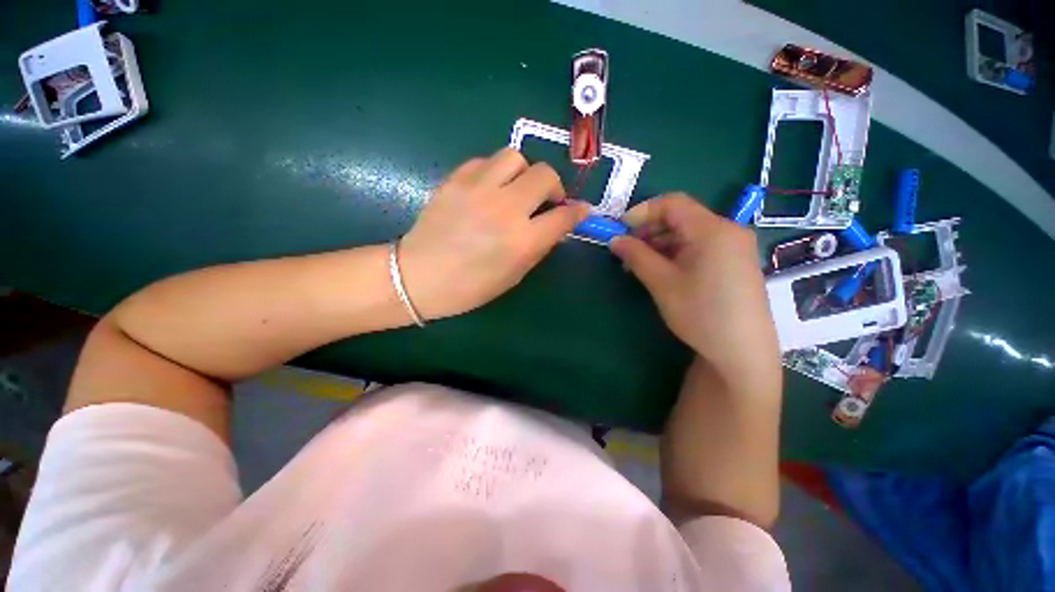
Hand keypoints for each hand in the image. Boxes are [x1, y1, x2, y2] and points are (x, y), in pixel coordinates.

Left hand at [399, 148, 588, 319]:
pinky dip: (495, 172)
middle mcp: (505, 209)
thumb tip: (556, 223)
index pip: (563, 216)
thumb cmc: (471, 286)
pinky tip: (489, 189)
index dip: (577, 212)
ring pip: (516, 157)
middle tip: (545, 201)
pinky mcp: (456, 179)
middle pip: (545, 175)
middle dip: (553, 187)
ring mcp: (478, 189)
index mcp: (523, 241)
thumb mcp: (514, 274)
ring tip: (515, 190)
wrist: (419, 276)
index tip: (579, 210)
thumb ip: (538, 245)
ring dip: (524, 173)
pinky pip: (485, 161)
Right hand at [610, 194, 780, 391]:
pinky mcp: (734, 262)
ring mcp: (734, 246)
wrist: (742, 352)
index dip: (643, 211)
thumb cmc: (701, 313)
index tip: (620, 229)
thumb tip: (614, 239)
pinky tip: (663, 270)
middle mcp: (727, 230)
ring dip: (661, 243)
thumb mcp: (662, 283)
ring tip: (640, 264)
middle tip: (627, 251)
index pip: (673, 203)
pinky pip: (700, 246)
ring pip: (689, 233)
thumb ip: (636, 256)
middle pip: (681, 217)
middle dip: (650, 230)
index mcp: (712, 229)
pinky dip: (677, 253)